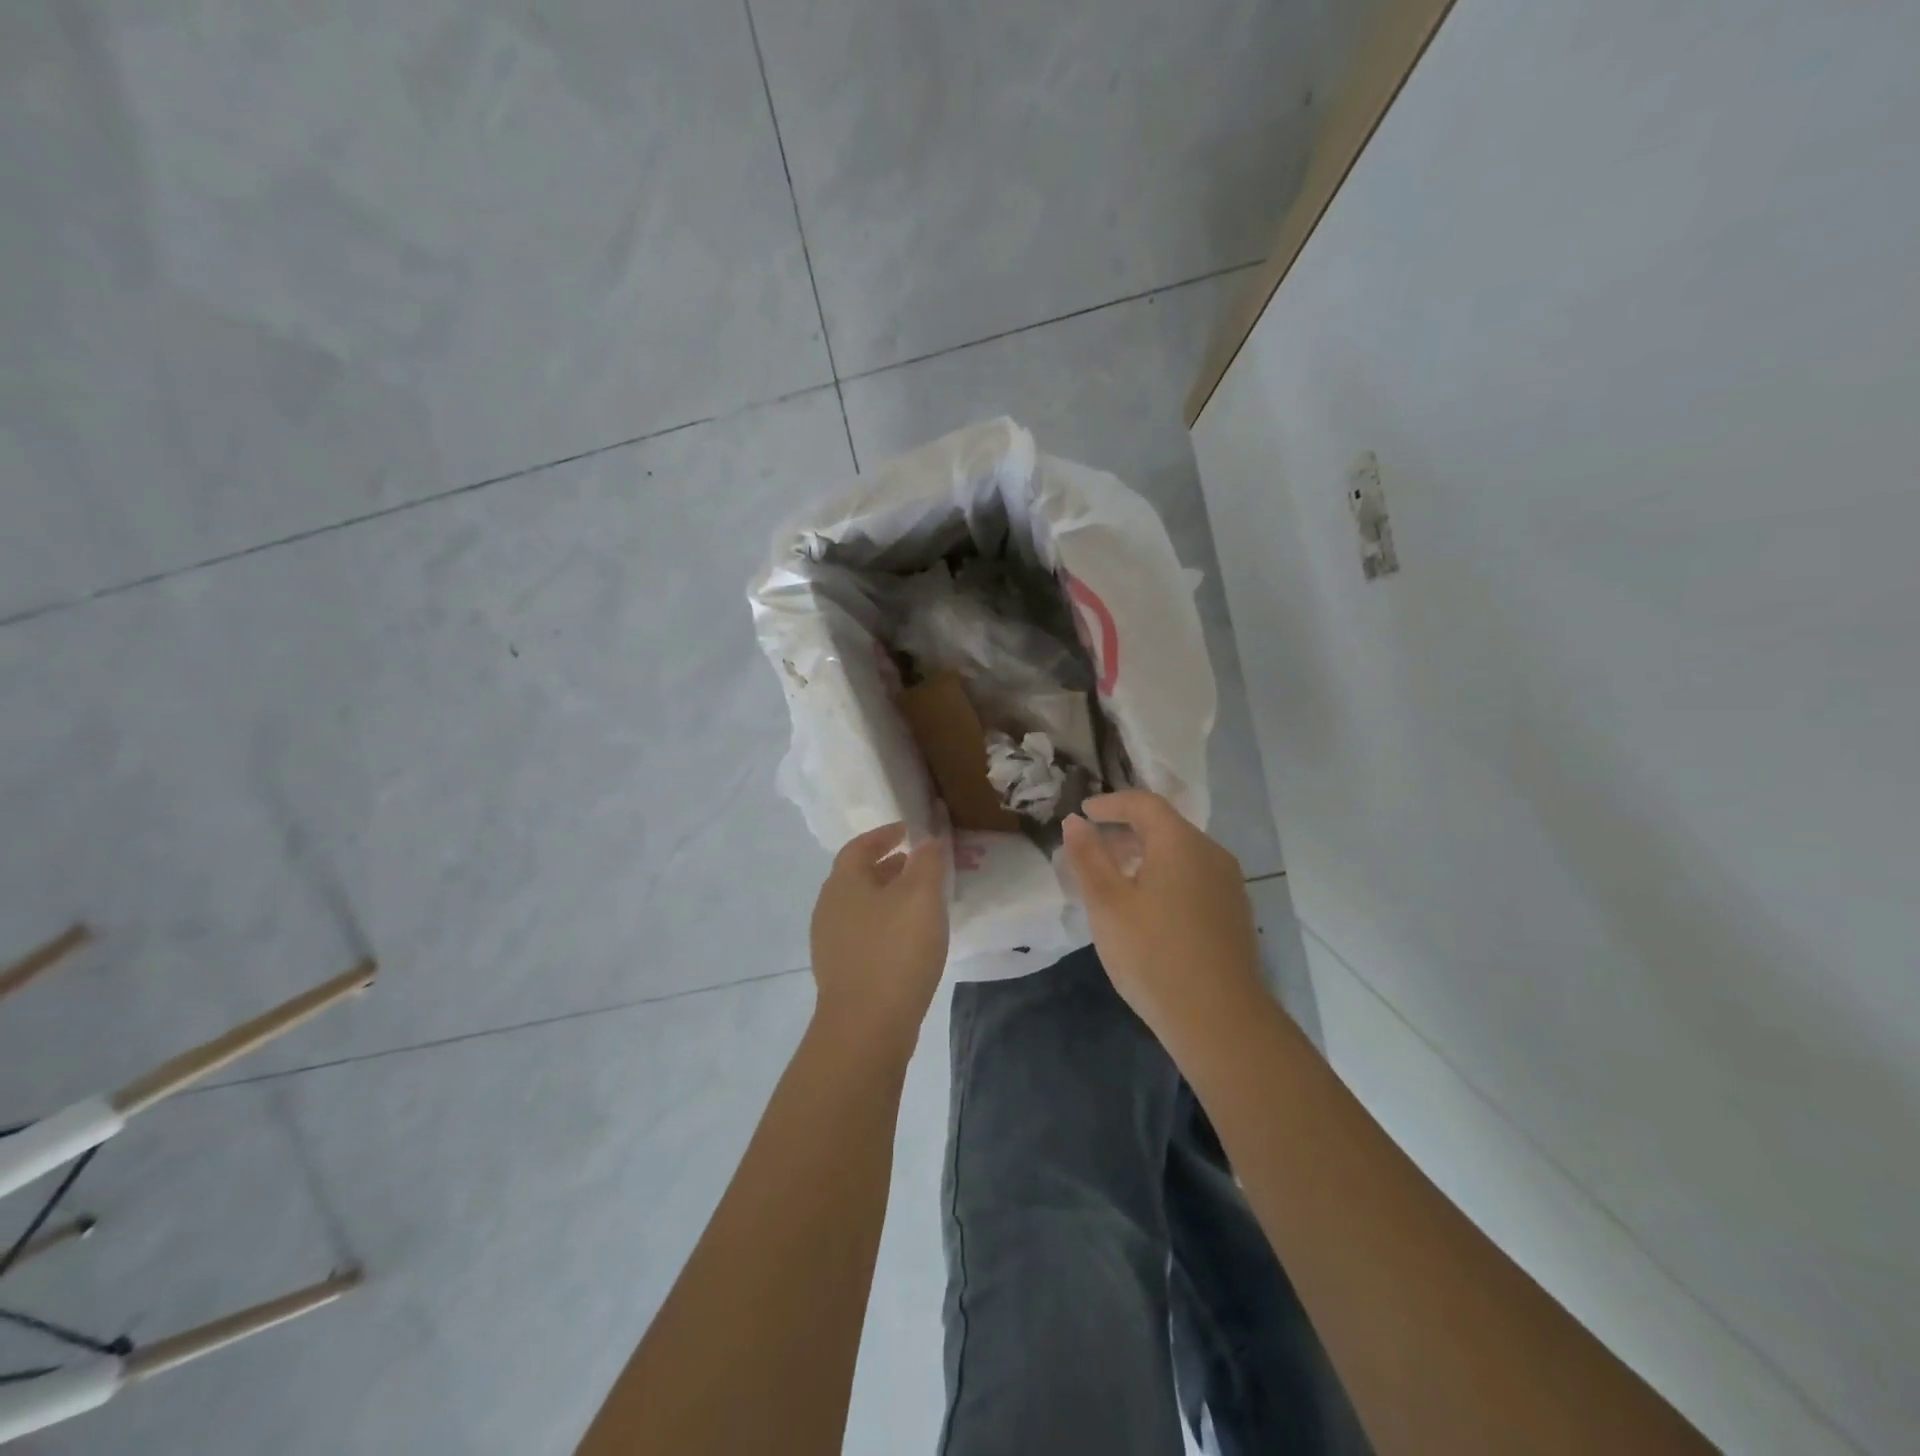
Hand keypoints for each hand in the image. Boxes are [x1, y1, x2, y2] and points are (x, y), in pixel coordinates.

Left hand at [809, 823, 949, 1055]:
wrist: (866, 1027)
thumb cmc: (895, 950)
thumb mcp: (921, 896)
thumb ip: (927, 861)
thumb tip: (928, 839)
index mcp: (843, 882)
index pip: (860, 845)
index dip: (885, 835)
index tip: (909, 831)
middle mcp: (829, 907)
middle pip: (858, 876)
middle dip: (889, 866)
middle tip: (920, 864)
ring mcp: (830, 943)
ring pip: (862, 907)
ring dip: (889, 897)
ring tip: (921, 902)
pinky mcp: (840, 972)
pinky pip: (864, 934)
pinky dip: (886, 925)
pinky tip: (910, 940)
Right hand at [1062, 790, 1262, 1048]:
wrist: (1220, 1020)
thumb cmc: (1153, 954)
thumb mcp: (1107, 904)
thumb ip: (1088, 857)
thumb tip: (1075, 821)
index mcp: (1181, 843)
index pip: (1144, 803)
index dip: (1110, 803)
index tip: (1083, 812)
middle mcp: (1211, 853)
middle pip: (1165, 826)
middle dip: (1125, 829)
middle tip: (1092, 846)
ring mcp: (1228, 884)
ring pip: (1180, 853)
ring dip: (1145, 854)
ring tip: (1114, 877)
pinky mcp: (1234, 913)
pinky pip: (1193, 876)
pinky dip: (1165, 876)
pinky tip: (1147, 906)